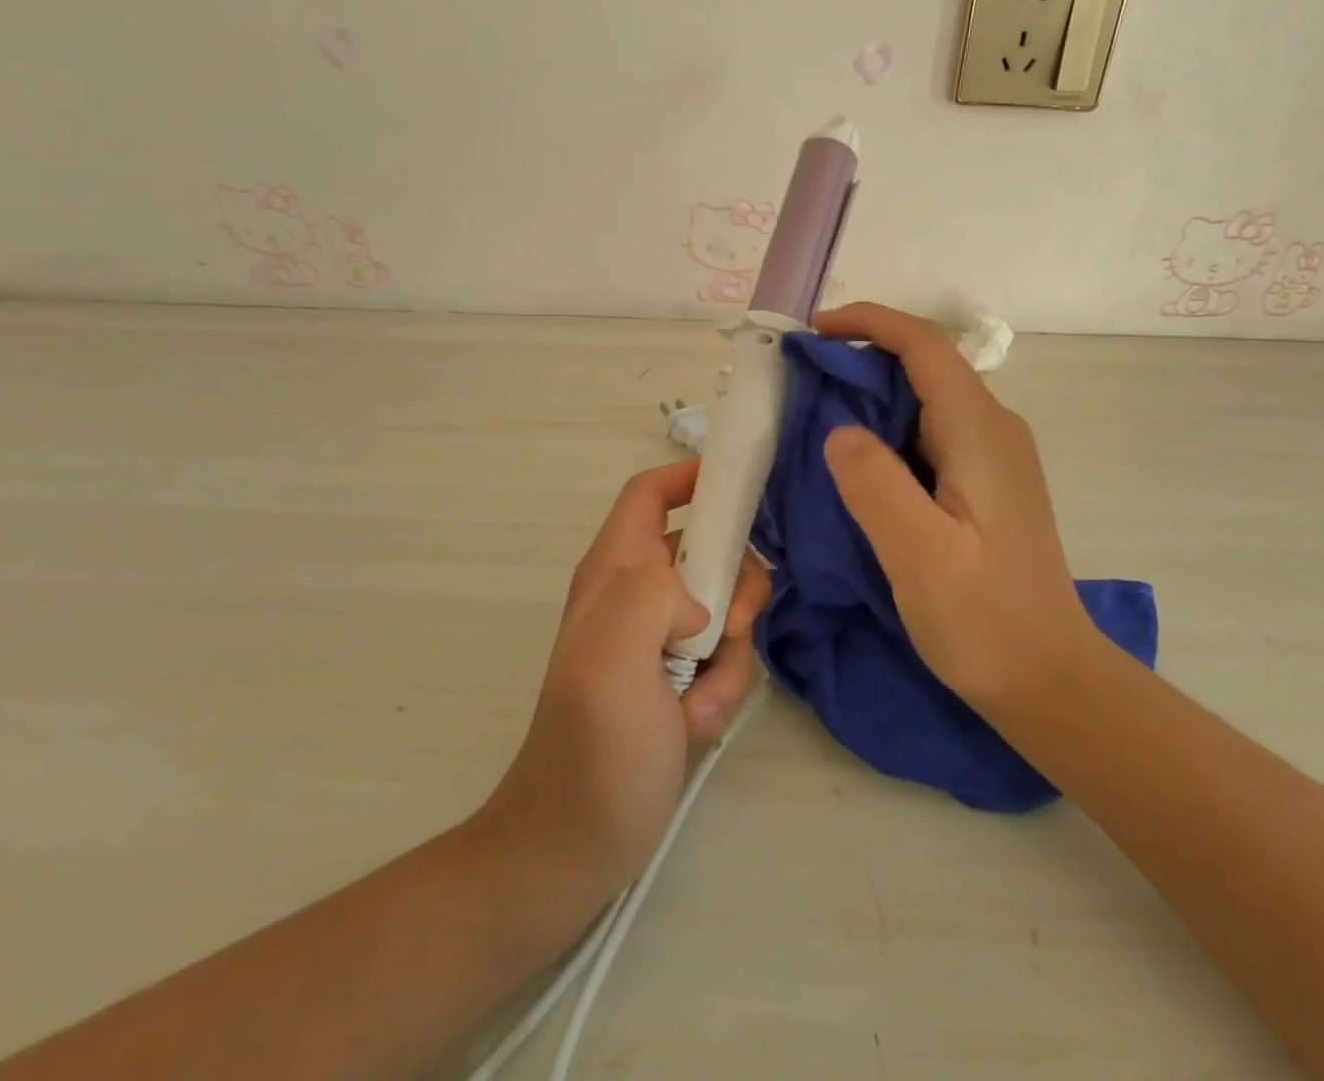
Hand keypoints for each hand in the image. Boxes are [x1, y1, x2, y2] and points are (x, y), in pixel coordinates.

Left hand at [476, 459, 769, 906]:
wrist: (576, 845)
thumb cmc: (592, 748)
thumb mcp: (612, 658)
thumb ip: (652, 596)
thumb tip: (700, 600)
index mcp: (614, 570)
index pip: (651, 494)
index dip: (693, 477)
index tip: (746, 487)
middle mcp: (637, 593)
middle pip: (708, 549)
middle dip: (733, 587)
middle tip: (728, 631)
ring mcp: (659, 638)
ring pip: (726, 607)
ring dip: (730, 654)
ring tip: (701, 701)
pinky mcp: (679, 678)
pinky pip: (726, 657)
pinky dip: (723, 688)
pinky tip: (696, 725)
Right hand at [812, 303, 1094, 711]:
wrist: (1049, 680)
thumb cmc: (986, 621)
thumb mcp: (920, 556)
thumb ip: (876, 485)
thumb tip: (839, 430)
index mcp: (979, 432)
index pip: (924, 345)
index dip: (868, 322)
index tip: (812, 332)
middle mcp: (992, 429)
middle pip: (924, 364)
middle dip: (860, 357)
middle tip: (800, 380)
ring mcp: (992, 456)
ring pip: (924, 397)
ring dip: (870, 394)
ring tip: (815, 416)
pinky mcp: (984, 482)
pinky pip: (928, 431)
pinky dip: (885, 427)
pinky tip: (856, 461)